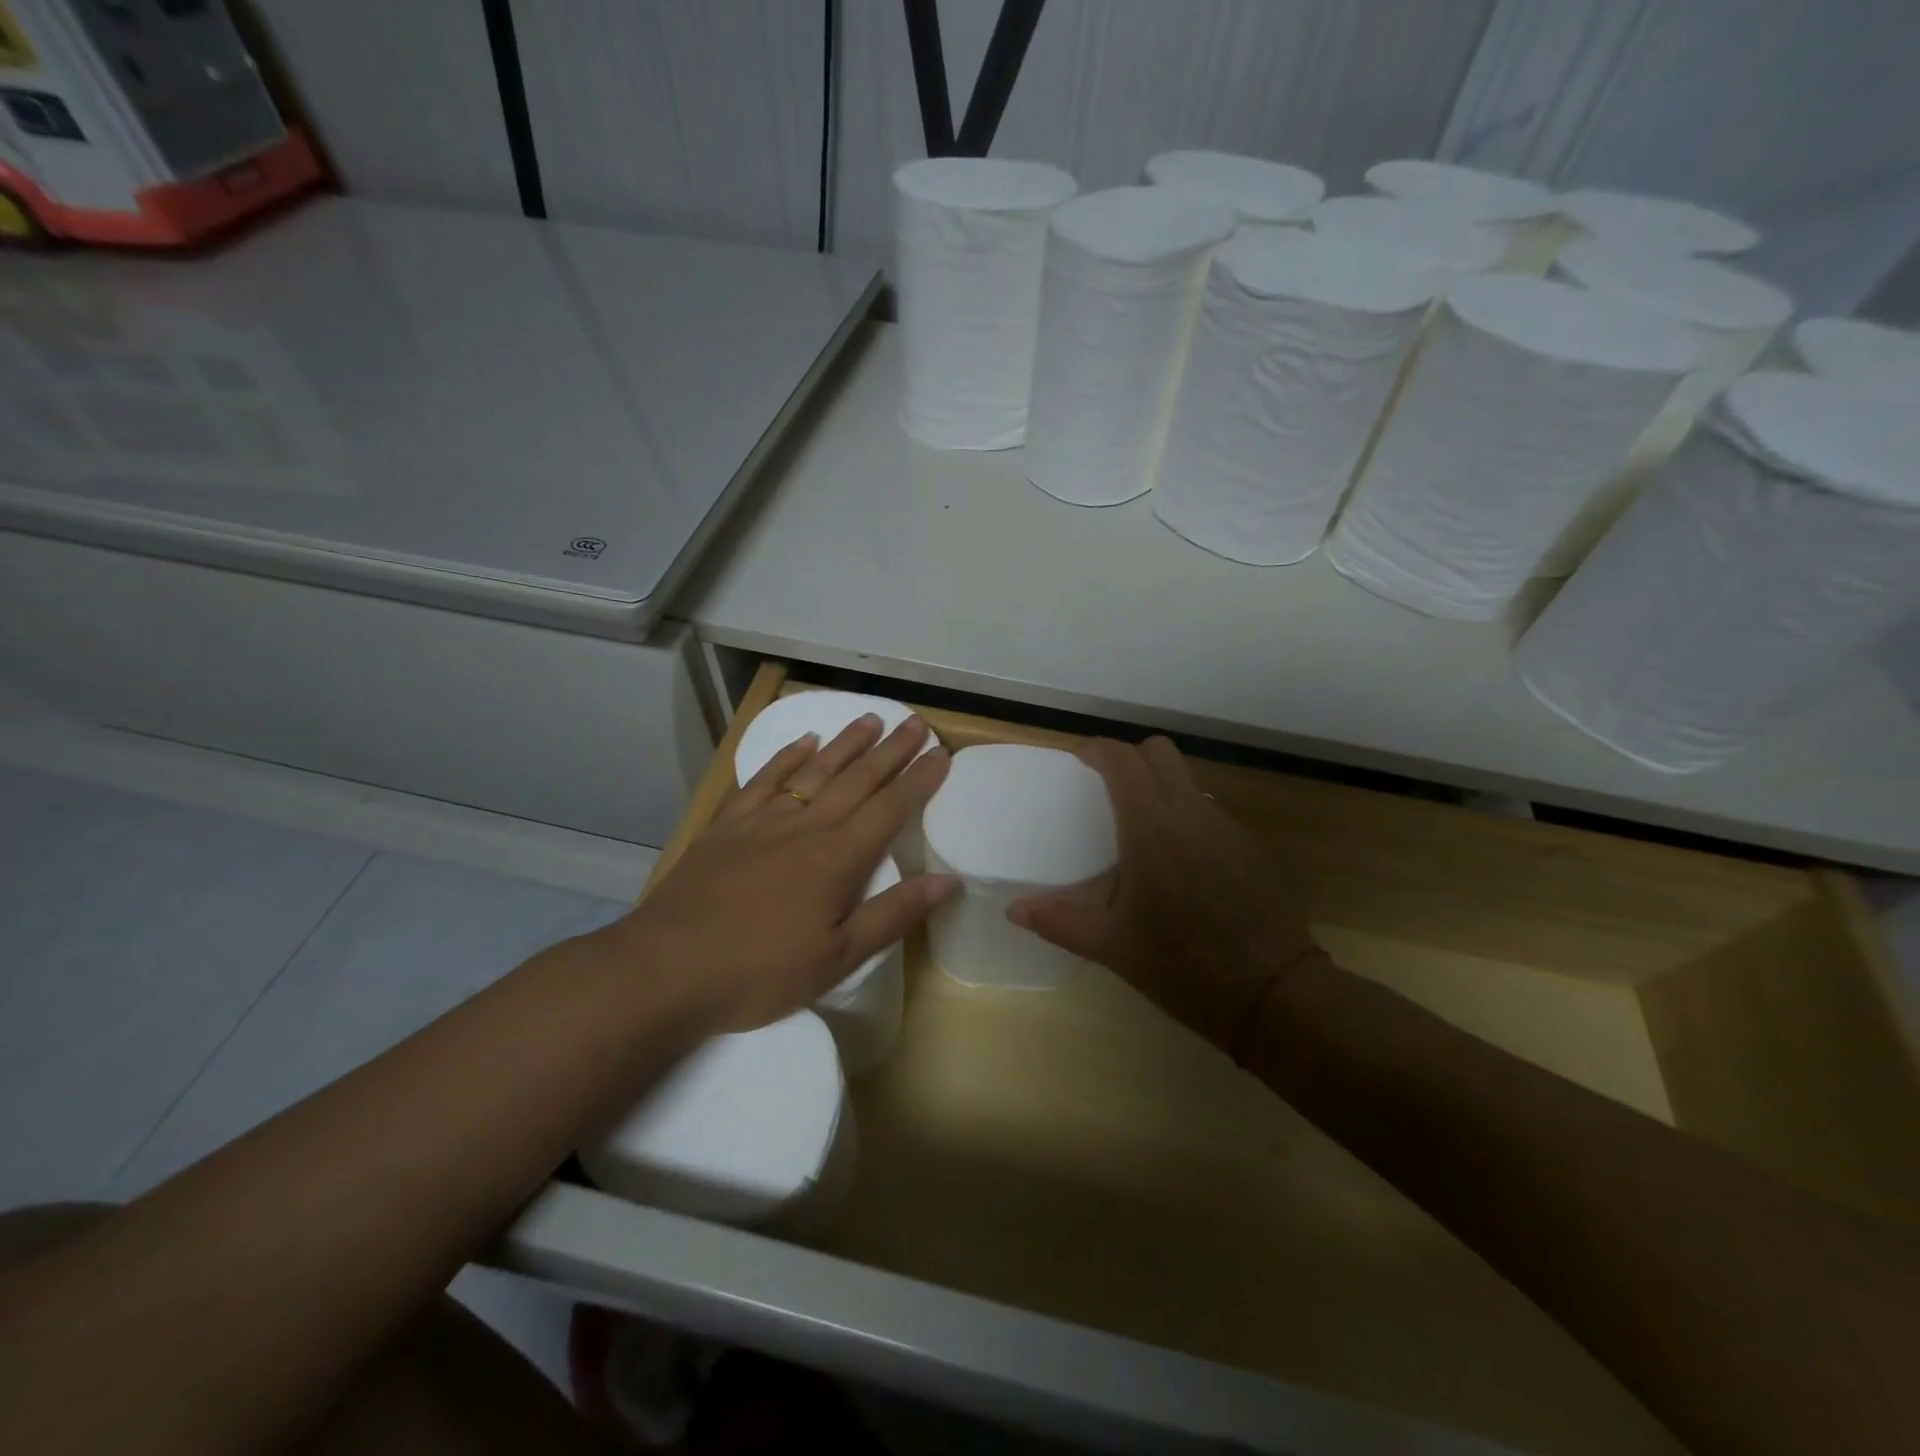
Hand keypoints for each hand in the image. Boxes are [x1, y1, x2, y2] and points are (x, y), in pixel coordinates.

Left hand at [606, 713, 954, 1032]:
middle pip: (858, 780)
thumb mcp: (837, 958)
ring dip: (846, 743)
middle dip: (891, 751)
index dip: (919, 780)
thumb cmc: (760, 972)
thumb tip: (948, 881)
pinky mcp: (728, 825)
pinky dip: (787, 756)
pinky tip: (804, 742)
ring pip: (815, 770)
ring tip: (871, 719)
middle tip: (915, 723)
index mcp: (838, 858)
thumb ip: (894, 915)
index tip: (941, 754)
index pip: (890, 808)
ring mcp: (763, 820)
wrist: (666, 968)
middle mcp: (806, 827)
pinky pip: (764, 779)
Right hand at [1009, 737, 1314, 1054]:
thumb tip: (1014, 910)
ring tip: (1139, 827)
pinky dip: (1186, 815)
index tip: (1078, 762)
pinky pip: (1209, 810)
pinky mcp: (1250, 845)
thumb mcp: (1113, 948)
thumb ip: (1060, 921)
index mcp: (1152, 828)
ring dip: (1159, 785)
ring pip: (1187, 779)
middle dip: (1129, 757)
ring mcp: (1226, 826)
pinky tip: (1179, 861)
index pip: (1123, 760)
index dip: (1097, 750)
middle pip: (1159, 752)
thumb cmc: (1184, 966)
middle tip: (1106, 787)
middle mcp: (1190, 813)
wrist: (1274, 994)